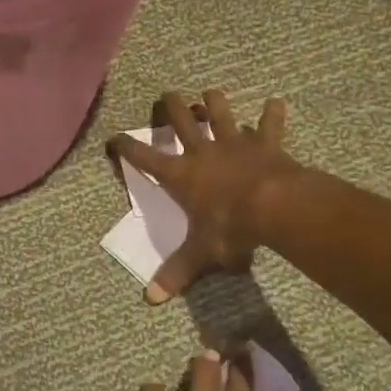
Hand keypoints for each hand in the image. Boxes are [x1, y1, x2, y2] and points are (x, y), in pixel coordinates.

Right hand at [108, 88, 300, 303]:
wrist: (274, 207)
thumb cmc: (230, 228)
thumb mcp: (201, 254)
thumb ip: (177, 273)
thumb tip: (150, 299)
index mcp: (181, 175)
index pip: (145, 159)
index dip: (127, 147)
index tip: (115, 137)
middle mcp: (204, 152)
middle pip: (182, 121)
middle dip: (172, 107)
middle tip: (167, 95)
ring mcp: (235, 144)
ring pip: (221, 113)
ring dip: (214, 102)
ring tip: (210, 92)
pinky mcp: (266, 144)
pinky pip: (269, 124)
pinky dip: (272, 113)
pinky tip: (275, 101)